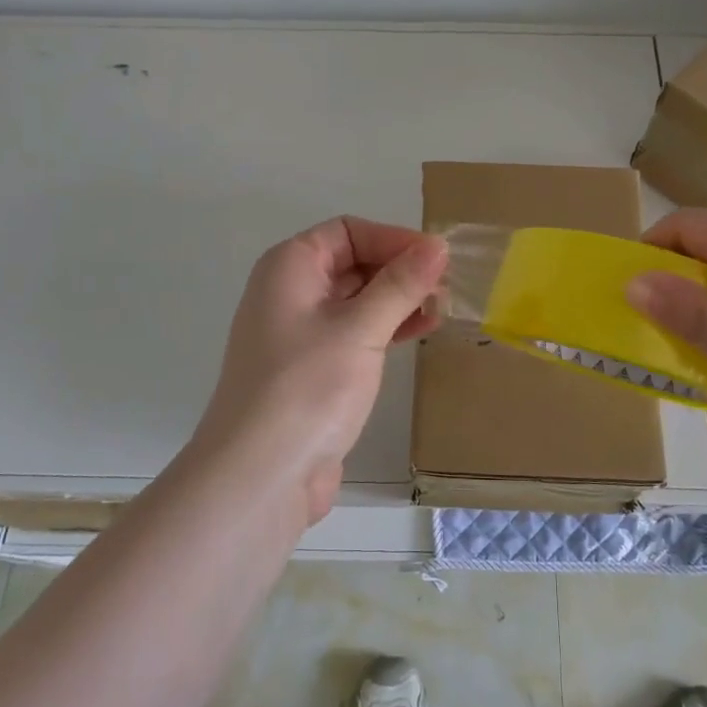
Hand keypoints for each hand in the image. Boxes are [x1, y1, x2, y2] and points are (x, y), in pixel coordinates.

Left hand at [191, 217, 447, 523]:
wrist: (259, 475)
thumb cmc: (307, 387)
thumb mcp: (360, 329)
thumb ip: (400, 285)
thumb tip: (437, 245)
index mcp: (289, 267)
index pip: (348, 231)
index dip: (394, 239)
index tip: (438, 259)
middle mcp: (289, 292)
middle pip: (352, 263)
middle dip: (399, 270)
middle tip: (446, 288)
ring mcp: (299, 333)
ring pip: (356, 300)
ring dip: (397, 300)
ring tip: (440, 311)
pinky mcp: (312, 369)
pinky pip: (353, 333)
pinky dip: (385, 328)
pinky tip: (417, 334)